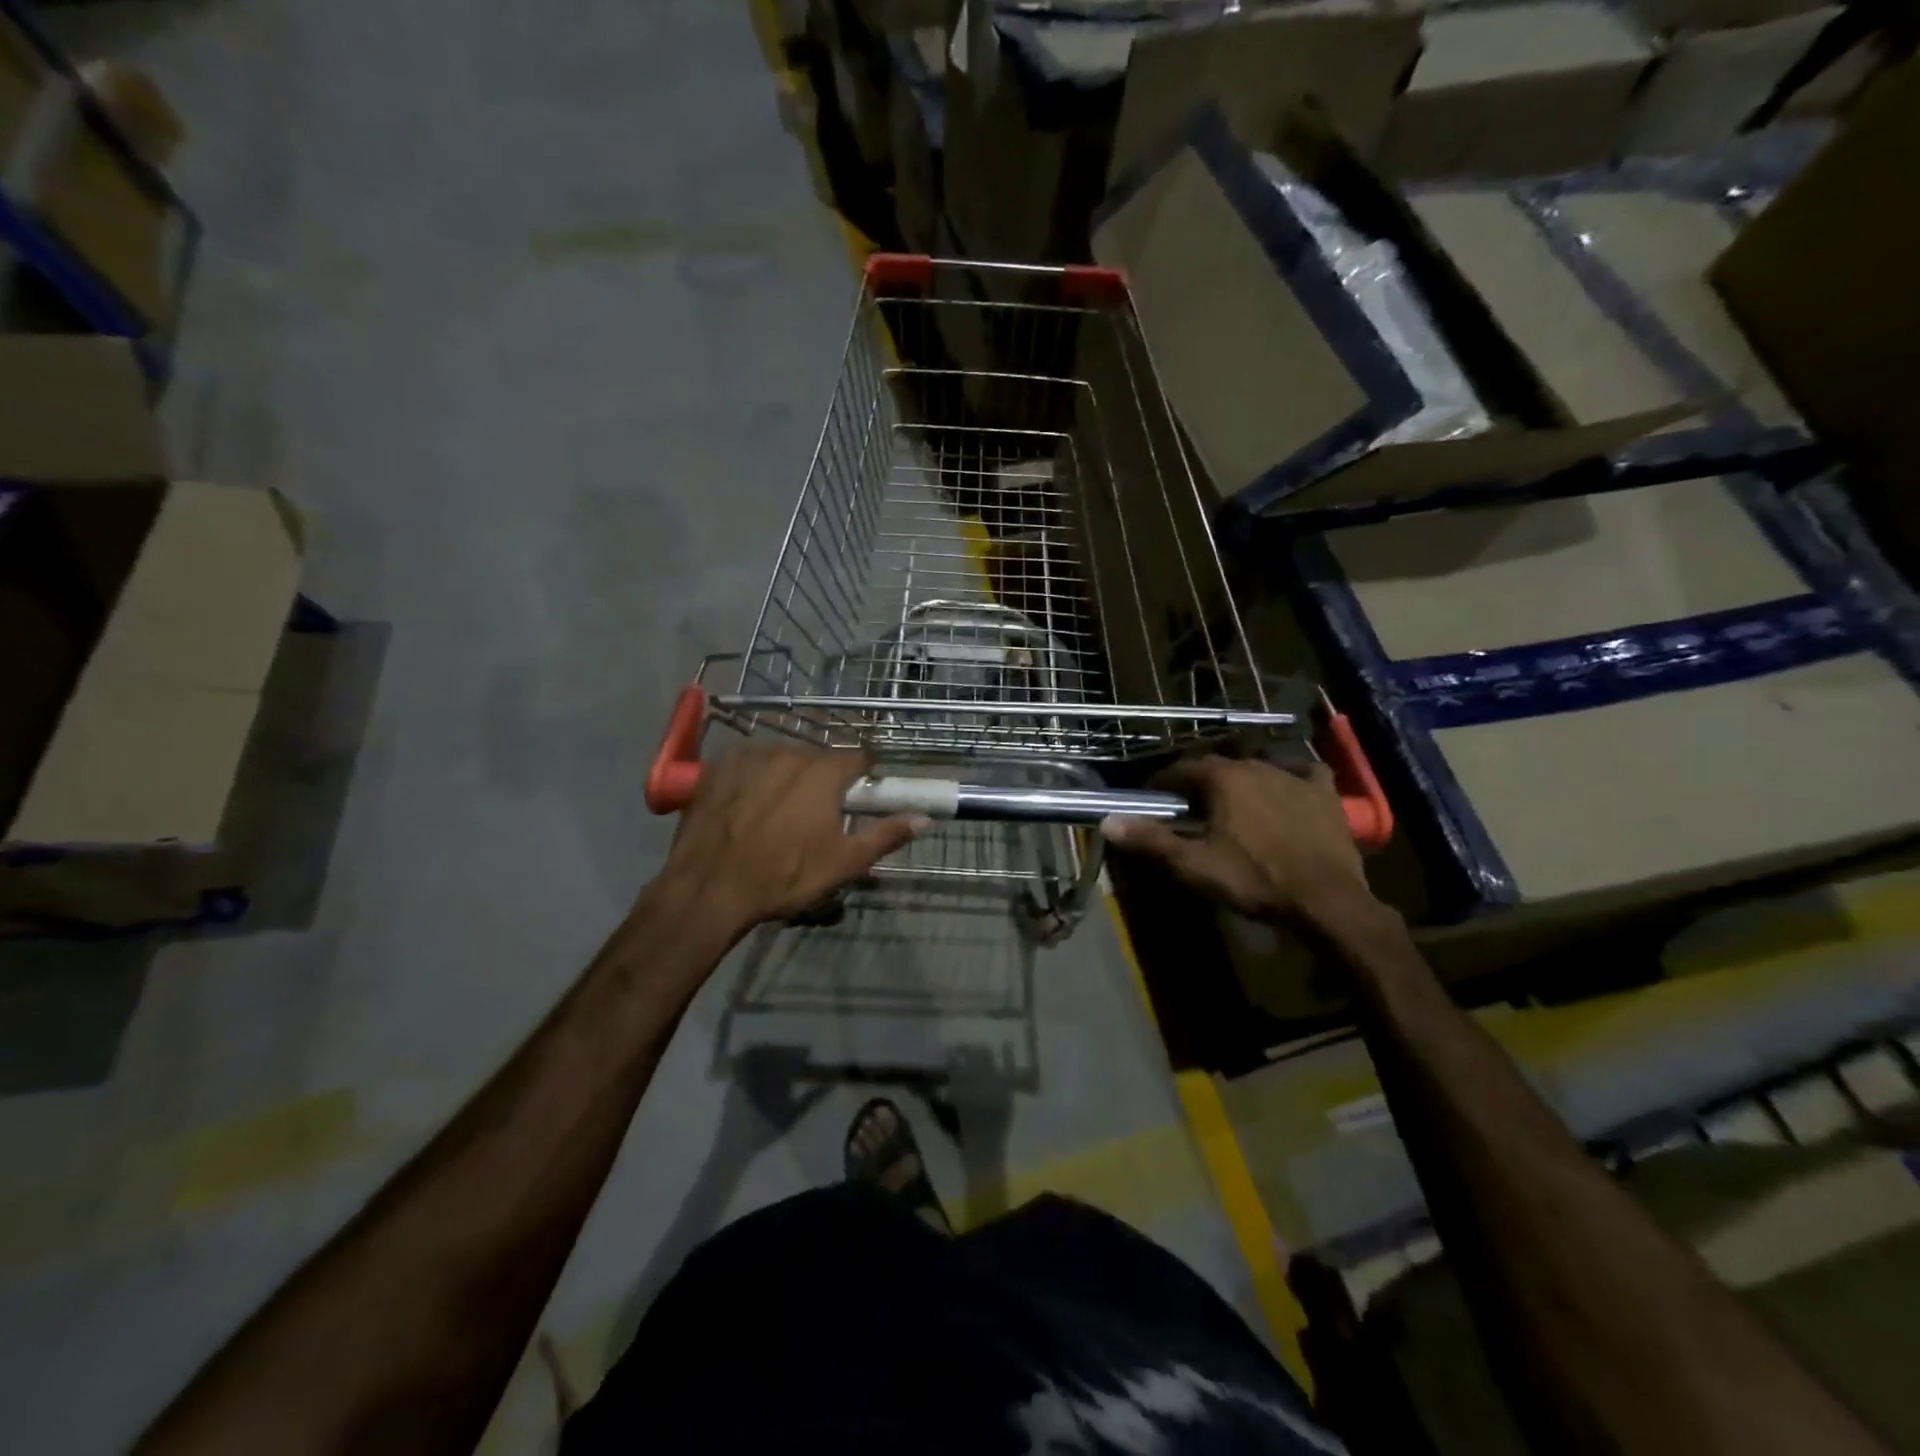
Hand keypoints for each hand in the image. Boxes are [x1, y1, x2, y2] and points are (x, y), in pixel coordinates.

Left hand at [660, 744, 923, 937]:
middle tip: (815, 816)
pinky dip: (752, 779)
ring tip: (776, 814)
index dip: (862, 776)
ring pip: (780, 759)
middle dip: (822, 780)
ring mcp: (748, 757)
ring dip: (786, 777)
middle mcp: (788, 752)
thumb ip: (885, 835)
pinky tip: (745, 807)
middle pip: (817, 758)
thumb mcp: (843, 863)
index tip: (859, 796)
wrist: (709, 888)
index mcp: (823, 772)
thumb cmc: (784, 876)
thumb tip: (923, 818)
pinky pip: (746, 765)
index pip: (857, 757)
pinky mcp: (716, 768)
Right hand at [1102, 757, 1371, 925]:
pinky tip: (1288, 790)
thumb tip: (1108, 821)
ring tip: (1234, 806)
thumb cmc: (1254, 880)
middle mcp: (1256, 766)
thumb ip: (1151, 840)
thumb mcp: (1194, 865)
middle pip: (1218, 767)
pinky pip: (1303, 774)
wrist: (1325, 899)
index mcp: (1223, 779)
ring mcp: (1294, 776)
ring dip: (1240, 782)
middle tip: (1191, 808)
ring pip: (1257, 769)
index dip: (1163, 782)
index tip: (1153, 797)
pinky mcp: (1324, 793)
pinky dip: (1291, 779)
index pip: (1182, 769)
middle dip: (1200, 783)